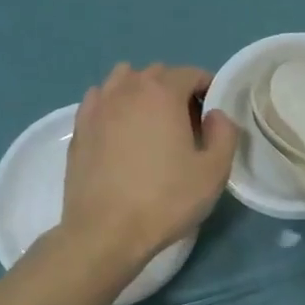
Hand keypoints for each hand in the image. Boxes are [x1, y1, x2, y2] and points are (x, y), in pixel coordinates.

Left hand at [60, 63, 239, 273]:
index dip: (207, 88)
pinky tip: (120, 129)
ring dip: (142, 91)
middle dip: (175, 89)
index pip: (190, 73)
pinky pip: (100, 100)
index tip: (213, 114)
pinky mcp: (79, 128)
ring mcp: (97, 107)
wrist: (105, 231)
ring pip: (123, 81)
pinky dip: (114, 105)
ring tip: (151, 123)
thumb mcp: (214, 172)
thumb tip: (215, 114)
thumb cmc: (165, 200)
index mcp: (162, 93)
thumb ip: (224, 134)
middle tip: (186, 123)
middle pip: (157, 74)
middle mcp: (127, 89)